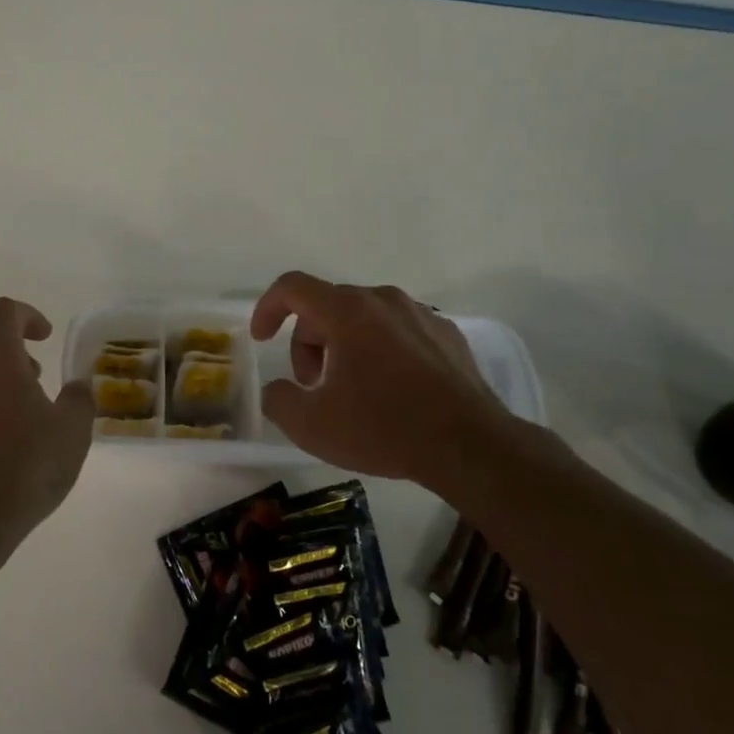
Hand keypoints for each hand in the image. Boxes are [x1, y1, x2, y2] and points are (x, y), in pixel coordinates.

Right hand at [250, 271, 514, 481]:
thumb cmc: (384, 428)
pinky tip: (391, 391)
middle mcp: (383, 300)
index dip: (268, 308)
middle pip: (327, 306)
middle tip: (314, 385)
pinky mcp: (448, 335)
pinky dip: (381, 351)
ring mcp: (421, 315)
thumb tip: (278, 390)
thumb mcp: (311, 426)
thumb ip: (279, 400)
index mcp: (347, 311)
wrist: (470, 447)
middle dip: (308, 342)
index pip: (293, 287)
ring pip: (364, 317)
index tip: (262, 340)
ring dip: (344, 346)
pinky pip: (398, 331)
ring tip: (352, 391)